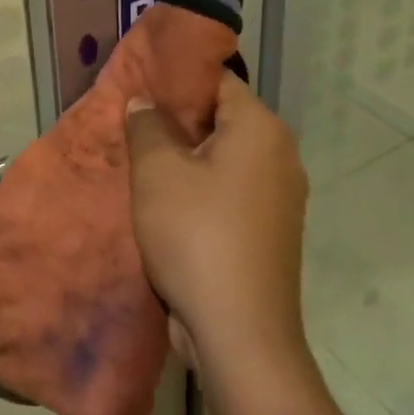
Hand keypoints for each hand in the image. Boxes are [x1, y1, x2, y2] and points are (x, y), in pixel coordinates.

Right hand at [124, 76, 309, 367]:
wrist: (241, 335)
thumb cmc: (197, 236)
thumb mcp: (157, 172)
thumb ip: (146, 126)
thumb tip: (144, 102)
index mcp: (261, 128)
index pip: (216, 80)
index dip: (175, 79)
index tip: (139, 84)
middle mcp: (280, 154)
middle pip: (221, 118)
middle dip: (176, 120)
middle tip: (132, 122)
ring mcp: (280, 196)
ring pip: (224, 157)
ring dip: (186, 157)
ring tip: (141, 159)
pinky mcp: (271, 230)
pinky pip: (231, 190)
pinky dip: (202, 188)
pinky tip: (166, 200)